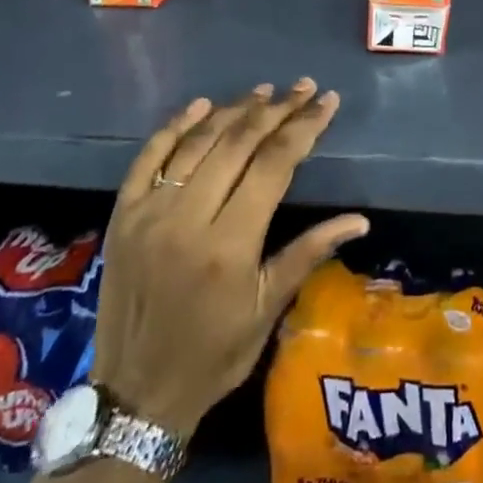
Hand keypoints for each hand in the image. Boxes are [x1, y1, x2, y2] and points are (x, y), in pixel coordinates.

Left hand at [90, 80, 368, 434]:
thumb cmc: (214, 355)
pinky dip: (175, 127)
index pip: (274, 164)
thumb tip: (360, 220)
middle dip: (276, 110)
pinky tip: (200, 106)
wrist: (136, 395)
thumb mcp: (268, 309)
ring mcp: (149, 214)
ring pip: (197, 143)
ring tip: (264, 92)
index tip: (326, 101)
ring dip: (233, 111)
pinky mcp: (122, 216)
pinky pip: (149, 158)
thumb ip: (309, 253)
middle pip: (238, 143)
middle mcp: (187, 218)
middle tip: (303, 88)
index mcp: (229, 244)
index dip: (304, 127)